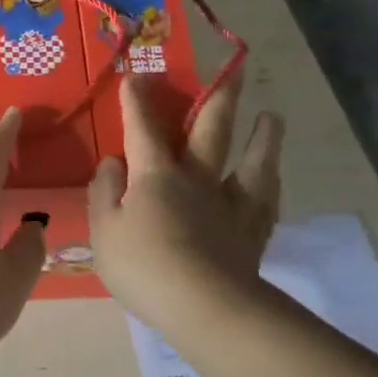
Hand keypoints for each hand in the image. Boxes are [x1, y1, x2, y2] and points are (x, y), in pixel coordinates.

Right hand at [88, 76, 283, 329]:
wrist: (204, 306)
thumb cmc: (144, 267)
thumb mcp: (104, 230)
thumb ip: (104, 192)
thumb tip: (113, 162)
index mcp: (156, 176)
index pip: (143, 130)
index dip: (138, 102)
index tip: (136, 76)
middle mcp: (197, 179)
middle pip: (211, 131)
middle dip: (217, 98)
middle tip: (234, 70)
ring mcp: (230, 204)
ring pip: (251, 162)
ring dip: (262, 137)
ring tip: (272, 117)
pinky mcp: (251, 232)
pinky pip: (265, 201)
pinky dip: (271, 183)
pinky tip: (274, 177)